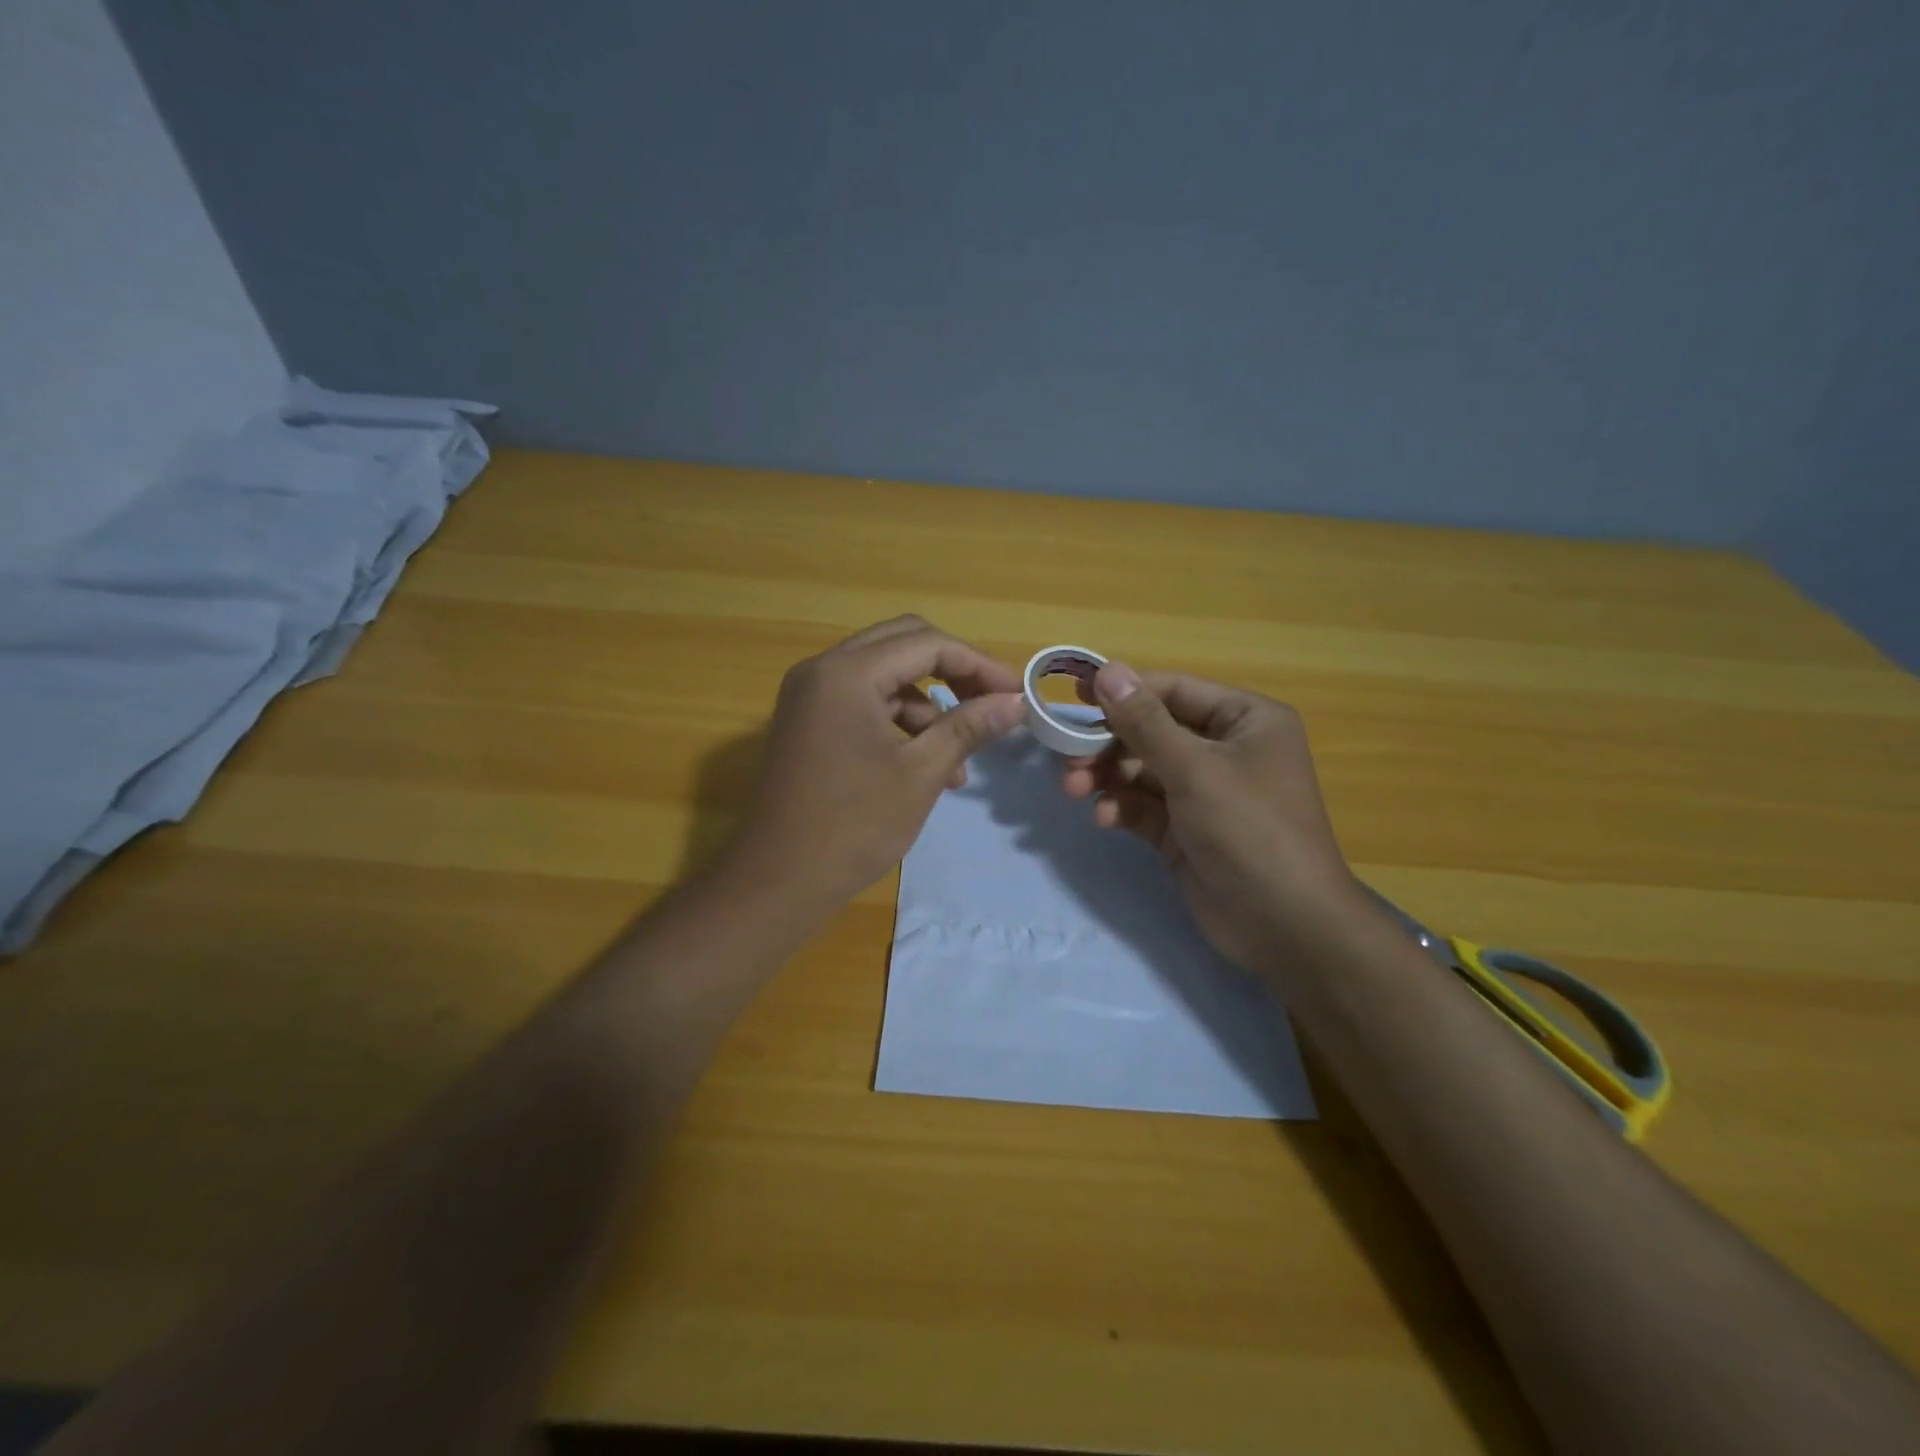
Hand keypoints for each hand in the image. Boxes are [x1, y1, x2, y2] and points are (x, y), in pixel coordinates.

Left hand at [731, 616, 1025, 903]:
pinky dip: (900, 723)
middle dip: (954, 673)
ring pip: (885, 676)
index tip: (1018, 693)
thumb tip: (1017, 702)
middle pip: (904, 645)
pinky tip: (926, 766)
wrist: (778, 881)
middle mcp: (823, 669)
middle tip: (993, 703)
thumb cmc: (853, 826)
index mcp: (847, 673)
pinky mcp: (808, 721)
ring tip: (962, 759)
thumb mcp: (921, 773)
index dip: (979, 665)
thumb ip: (969, 727)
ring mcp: (810, 695)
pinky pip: (864, 702)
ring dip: (929, 705)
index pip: (927, 643)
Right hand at [1062, 663, 1362, 968]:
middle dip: (1109, 743)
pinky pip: (1144, 805)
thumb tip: (1107, 670)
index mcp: (1244, 720)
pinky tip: (1104, 818)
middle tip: (1068, 757)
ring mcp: (1204, 792)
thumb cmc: (1249, 829)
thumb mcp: (1194, 769)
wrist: (1284, 926)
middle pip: (1152, 731)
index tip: (1073, 696)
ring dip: (1108, 776)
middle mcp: (1225, 749)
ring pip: (1142, 770)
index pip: (1174, 691)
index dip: (1124, 691)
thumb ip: (1144, 721)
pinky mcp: (1185, 829)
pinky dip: (1122, 807)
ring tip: (1075, 788)